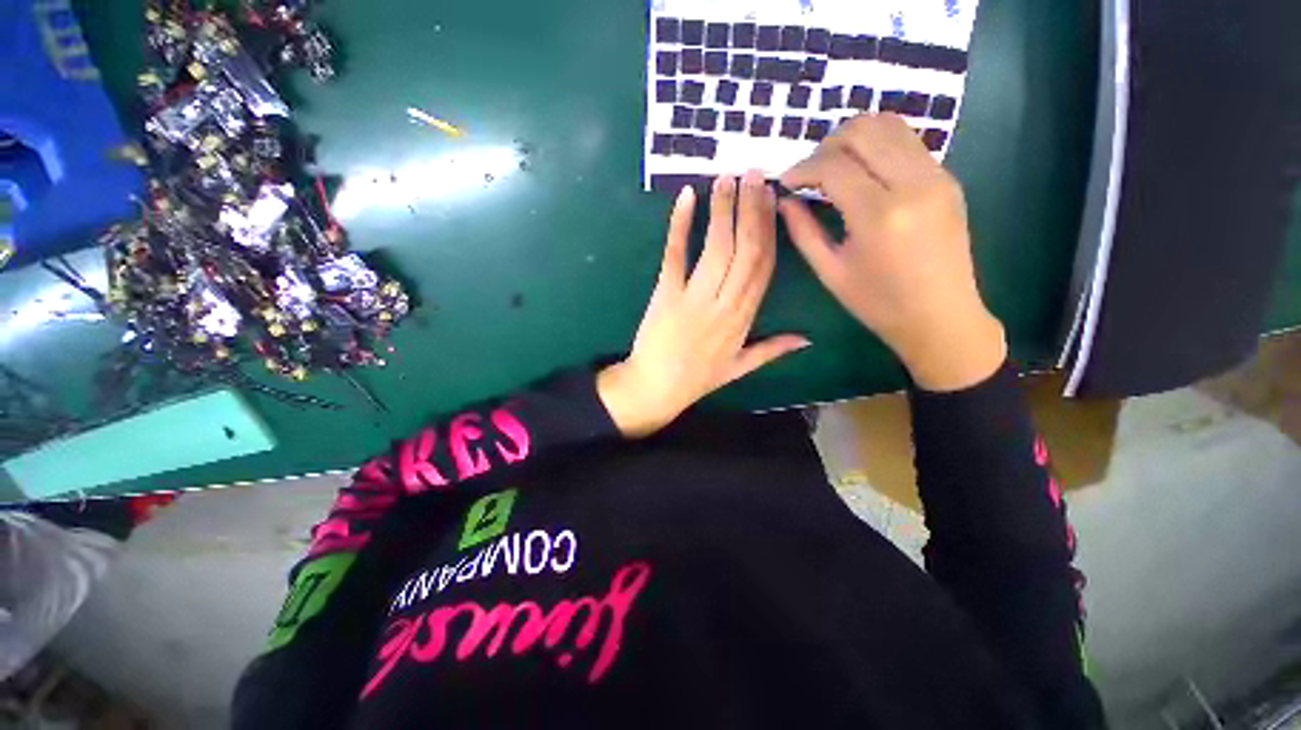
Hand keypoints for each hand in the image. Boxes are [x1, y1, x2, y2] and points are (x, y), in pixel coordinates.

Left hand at [598, 172, 810, 437]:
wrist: (657, 388)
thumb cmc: (697, 378)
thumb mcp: (740, 367)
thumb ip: (773, 350)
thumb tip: (807, 339)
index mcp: (745, 318)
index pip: (764, 266)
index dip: (770, 229)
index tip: (773, 199)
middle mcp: (725, 303)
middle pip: (745, 249)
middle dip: (751, 209)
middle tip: (753, 173)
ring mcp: (695, 297)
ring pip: (716, 247)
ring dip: (723, 210)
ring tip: (727, 178)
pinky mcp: (666, 294)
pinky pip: (676, 255)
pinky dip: (680, 226)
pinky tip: (686, 197)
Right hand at [778, 113, 1005, 391]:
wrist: (941, 316)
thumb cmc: (878, 302)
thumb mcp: (830, 272)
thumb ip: (803, 231)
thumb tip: (784, 200)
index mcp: (879, 215)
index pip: (834, 165)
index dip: (803, 167)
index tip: (787, 180)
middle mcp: (913, 183)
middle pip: (865, 130)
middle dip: (828, 143)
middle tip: (811, 170)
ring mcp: (937, 176)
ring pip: (891, 125)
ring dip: (855, 138)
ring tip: (834, 166)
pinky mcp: (947, 178)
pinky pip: (908, 142)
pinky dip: (878, 146)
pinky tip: (863, 173)